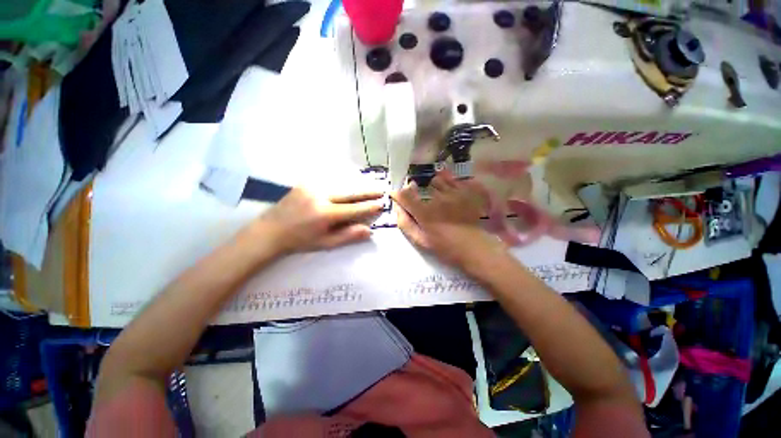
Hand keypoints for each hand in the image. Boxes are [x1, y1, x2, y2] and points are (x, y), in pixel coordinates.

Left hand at [255, 188, 383, 254]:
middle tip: (381, 190)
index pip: (354, 209)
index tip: (381, 204)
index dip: (369, 207)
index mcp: (325, 214)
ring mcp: (312, 186)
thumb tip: (369, 230)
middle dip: (367, 192)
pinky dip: (342, 183)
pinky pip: (329, 181)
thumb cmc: (300, 240)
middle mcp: (320, 196)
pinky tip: (349, 183)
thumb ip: (348, 236)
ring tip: (369, 186)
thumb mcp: (325, 243)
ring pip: (341, 184)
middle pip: (350, 192)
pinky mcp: (305, 182)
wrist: (270, 230)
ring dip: (356, 185)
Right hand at [391, 171, 506, 269]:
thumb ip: (405, 223)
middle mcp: (437, 198)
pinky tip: (449, 192)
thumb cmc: (444, 246)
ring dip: (433, 186)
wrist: (474, 247)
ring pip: (437, 179)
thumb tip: (396, 207)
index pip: (404, 194)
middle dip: (418, 191)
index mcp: (424, 212)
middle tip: (423, 201)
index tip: (399, 196)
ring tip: (438, 196)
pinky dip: (448, 182)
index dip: (398, 193)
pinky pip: (453, 179)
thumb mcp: (420, 240)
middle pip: (421, 184)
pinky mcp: (466, 191)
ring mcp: (453, 192)